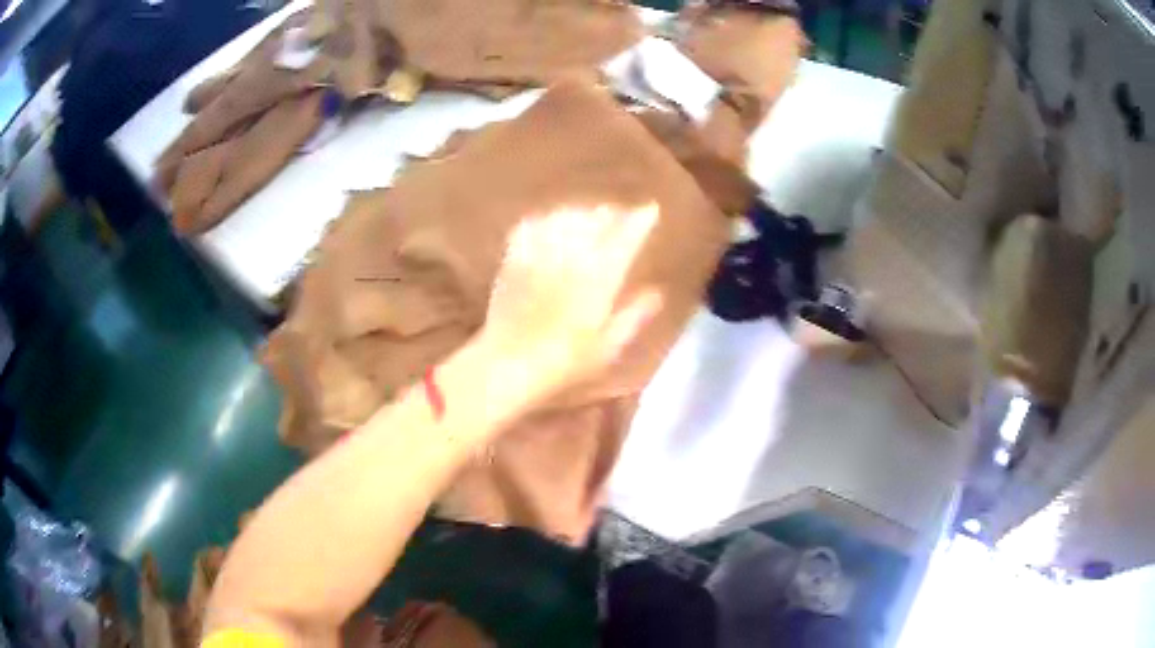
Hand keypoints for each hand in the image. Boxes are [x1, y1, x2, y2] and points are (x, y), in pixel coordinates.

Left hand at [480, 204, 663, 402]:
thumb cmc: (565, 361)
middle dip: (613, 213)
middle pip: (597, 217)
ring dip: (582, 213)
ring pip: (566, 215)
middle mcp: (573, 254)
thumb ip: (635, 315)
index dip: (641, 218)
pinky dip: (547, 219)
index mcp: (601, 275)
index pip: (627, 234)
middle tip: (621, 217)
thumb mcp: (609, 346)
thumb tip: (657, 293)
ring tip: (589, 218)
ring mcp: (541, 251)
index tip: (651, 210)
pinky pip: (533, 224)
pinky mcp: (515, 256)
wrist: (508, 363)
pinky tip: (551, 224)